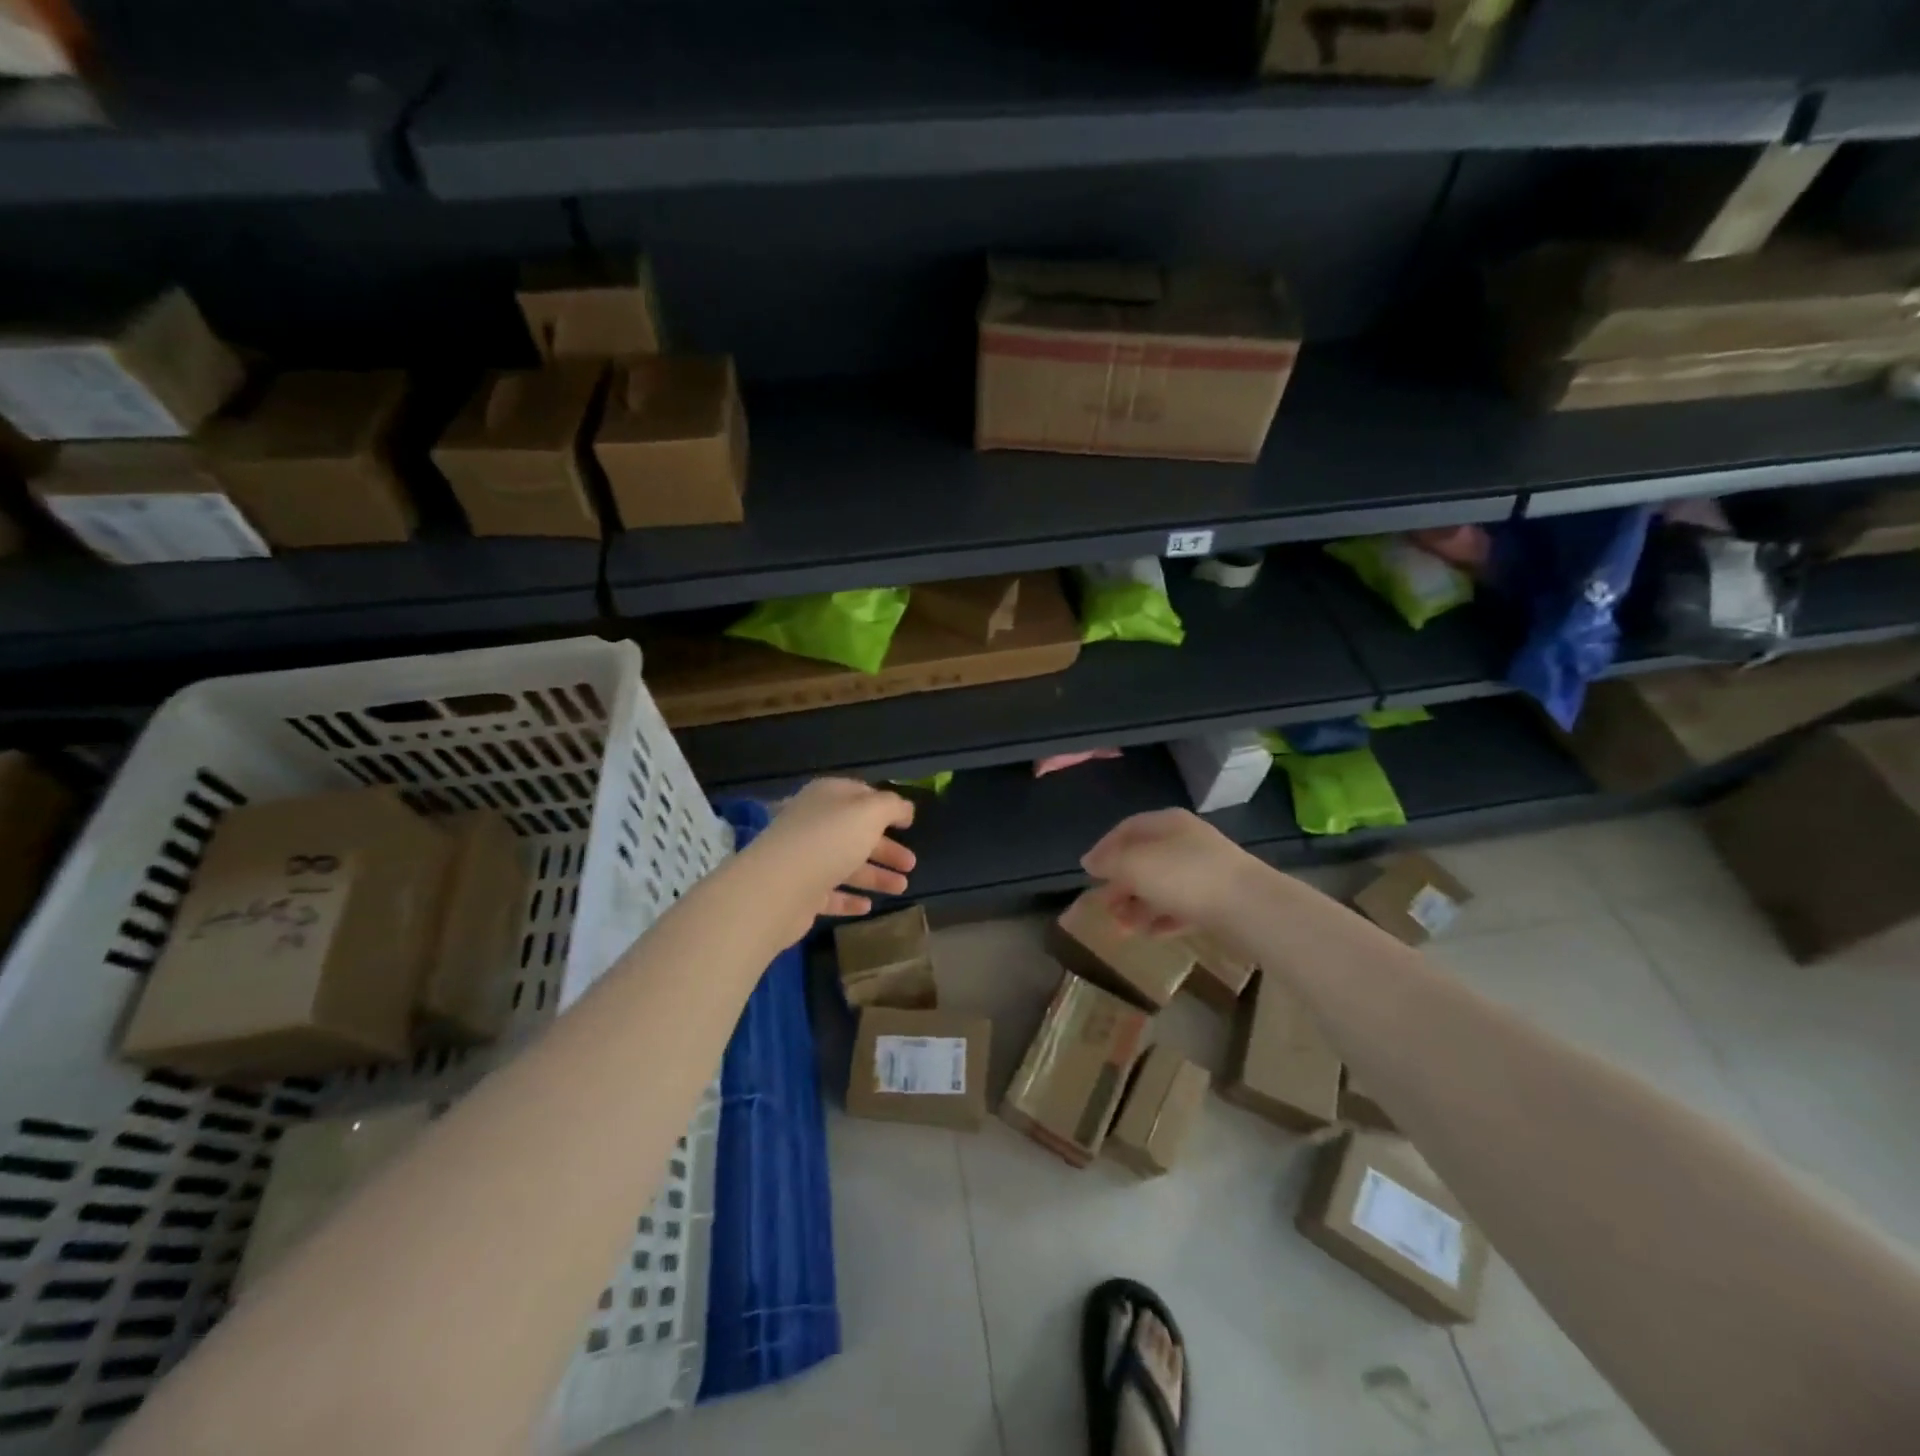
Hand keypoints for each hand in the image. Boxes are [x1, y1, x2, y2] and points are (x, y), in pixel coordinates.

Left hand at [752, 779, 916, 928]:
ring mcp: (805, 859)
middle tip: (911, 864)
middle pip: (856, 833)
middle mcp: (814, 824)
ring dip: (876, 875)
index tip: (908, 823)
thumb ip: (892, 806)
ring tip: (902, 888)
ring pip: (846, 864)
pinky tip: (868, 906)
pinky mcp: (800, 892)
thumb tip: (904, 809)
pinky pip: (830, 893)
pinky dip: (850, 898)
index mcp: (828, 797)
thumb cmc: (828, 840)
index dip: (886, 806)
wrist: (778, 888)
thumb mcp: (869, 813)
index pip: (860, 795)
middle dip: (886, 848)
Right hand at [1081, 808, 1252, 935]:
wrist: (1250, 907)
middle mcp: (1186, 841)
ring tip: (1122, 929)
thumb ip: (1109, 862)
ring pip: (1162, 885)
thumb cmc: (1185, 876)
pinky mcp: (1218, 899)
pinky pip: (1182, 906)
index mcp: (1167, 823)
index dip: (1104, 848)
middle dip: (1120, 884)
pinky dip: (1163, 918)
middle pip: (1144, 859)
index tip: (1087, 872)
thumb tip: (1089, 861)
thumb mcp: (1135, 865)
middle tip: (1104, 907)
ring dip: (1138, 906)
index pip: (1127, 829)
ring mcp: (1205, 871)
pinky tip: (1150, 934)